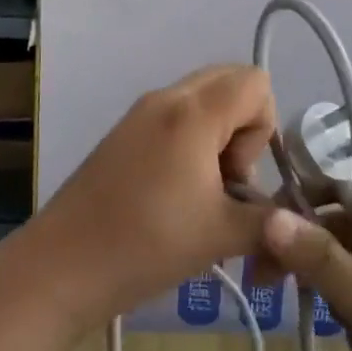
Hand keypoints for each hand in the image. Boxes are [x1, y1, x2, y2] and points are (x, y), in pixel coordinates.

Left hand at [32, 65, 276, 326]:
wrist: (60, 268)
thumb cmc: (146, 244)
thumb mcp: (222, 236)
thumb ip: (271, 221)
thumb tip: (292, 221)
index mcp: (194, 111)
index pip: (256, 83)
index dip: (263, 129)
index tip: (238, 176)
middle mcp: (167, 98)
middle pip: (230, 82)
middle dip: (243, 128)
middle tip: (225, 180)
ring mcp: (140, 112)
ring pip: (202, 100)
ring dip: (217, 137)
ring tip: (200, 194)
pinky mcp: (123, 132)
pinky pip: (175, 116)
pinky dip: (190, 143)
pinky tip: (174, 196)